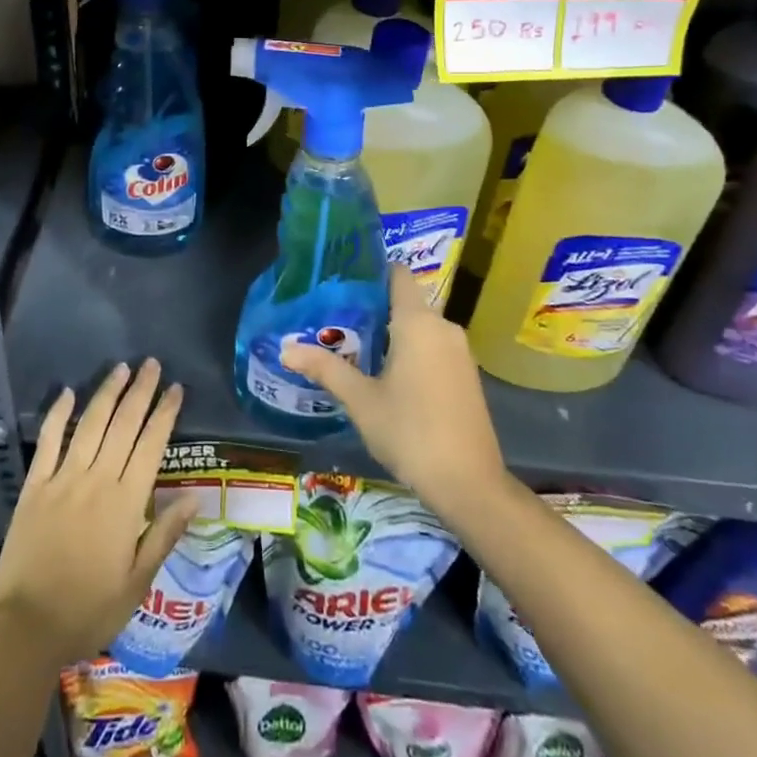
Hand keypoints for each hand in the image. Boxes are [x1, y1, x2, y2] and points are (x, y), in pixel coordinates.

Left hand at [0, 359, 198, 663]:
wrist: (26, 629)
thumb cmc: (89, 611)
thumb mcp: (137, 583)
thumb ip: (165, 534)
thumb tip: (196, 497)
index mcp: (125, 503)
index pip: (151, 445)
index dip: (165, 414)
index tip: (176, 389)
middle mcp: (97, 480)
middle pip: (123, 425)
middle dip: (140, 391)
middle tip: (152, 364)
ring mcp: (63, 479)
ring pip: (90, 424)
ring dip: (107, 393)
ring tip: (121, 368)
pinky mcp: (34, 486)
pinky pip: (48, 441)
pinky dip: (58, 414)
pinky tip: (67, 392)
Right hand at [281, 266, 506, 518]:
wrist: (470, 485)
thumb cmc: (411, 433)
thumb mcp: (361, 401)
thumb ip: (325, 369)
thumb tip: (286, 349)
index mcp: (418, 322)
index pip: (398, 274)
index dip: (372, 271)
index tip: (344, 280)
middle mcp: (443, 327)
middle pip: (406, 301)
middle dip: (373, 308)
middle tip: (336, 319)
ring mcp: (460, 352)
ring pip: (420, 327)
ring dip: (392, 333)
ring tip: (354, 346)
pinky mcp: (467, 375)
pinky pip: (434, 347)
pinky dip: (411, 350)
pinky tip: (387, 374)